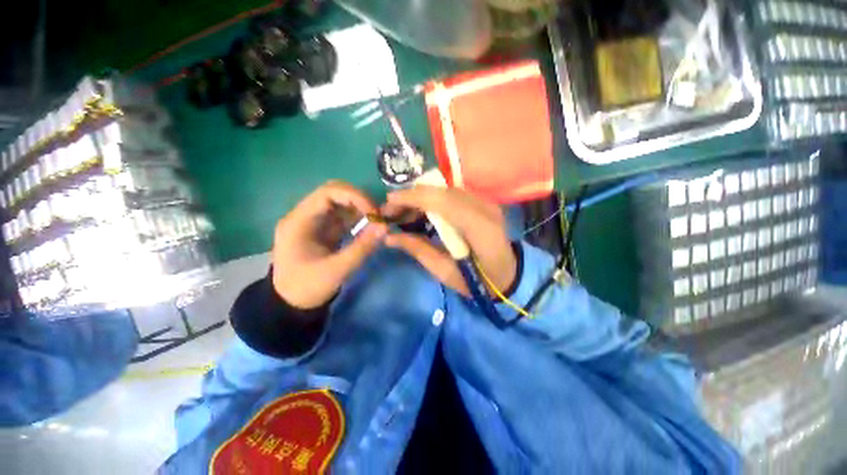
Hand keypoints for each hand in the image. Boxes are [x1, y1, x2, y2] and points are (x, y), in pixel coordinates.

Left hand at [271, 181, 387, 308]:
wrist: (291, 304)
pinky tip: (370, 227)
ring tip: (377, 221)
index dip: (354, 197)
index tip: (373, 213)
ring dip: (361, 208)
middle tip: (377, 216)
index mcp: (299, 221)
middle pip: (335, 192)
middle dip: (359, 200)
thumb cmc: (307, 288)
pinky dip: (359, 218)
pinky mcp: (325, 229)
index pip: (327, 192)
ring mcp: (316, 221)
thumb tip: (385, 227)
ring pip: (341, 202)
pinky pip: (344, 215)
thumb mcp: (336, 271)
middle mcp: (306, 215)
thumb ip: (362, 248)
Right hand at [382, 186, 516, 295]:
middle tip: (391, 210)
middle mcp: (485, 208)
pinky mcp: (483, 204)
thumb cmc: (478, 282)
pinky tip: (421, 211)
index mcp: (479, 228)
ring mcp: (486, 203)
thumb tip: (389, 237)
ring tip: (403, 212)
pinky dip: (433, 199)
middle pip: (443, 191)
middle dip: (413, 196)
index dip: (414, 197)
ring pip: (446, 190)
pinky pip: (452, 195)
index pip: (443, 201)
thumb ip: (418, 250)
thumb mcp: (445, 272)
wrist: (509, 276)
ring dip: (422, 197)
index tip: (389, 202)